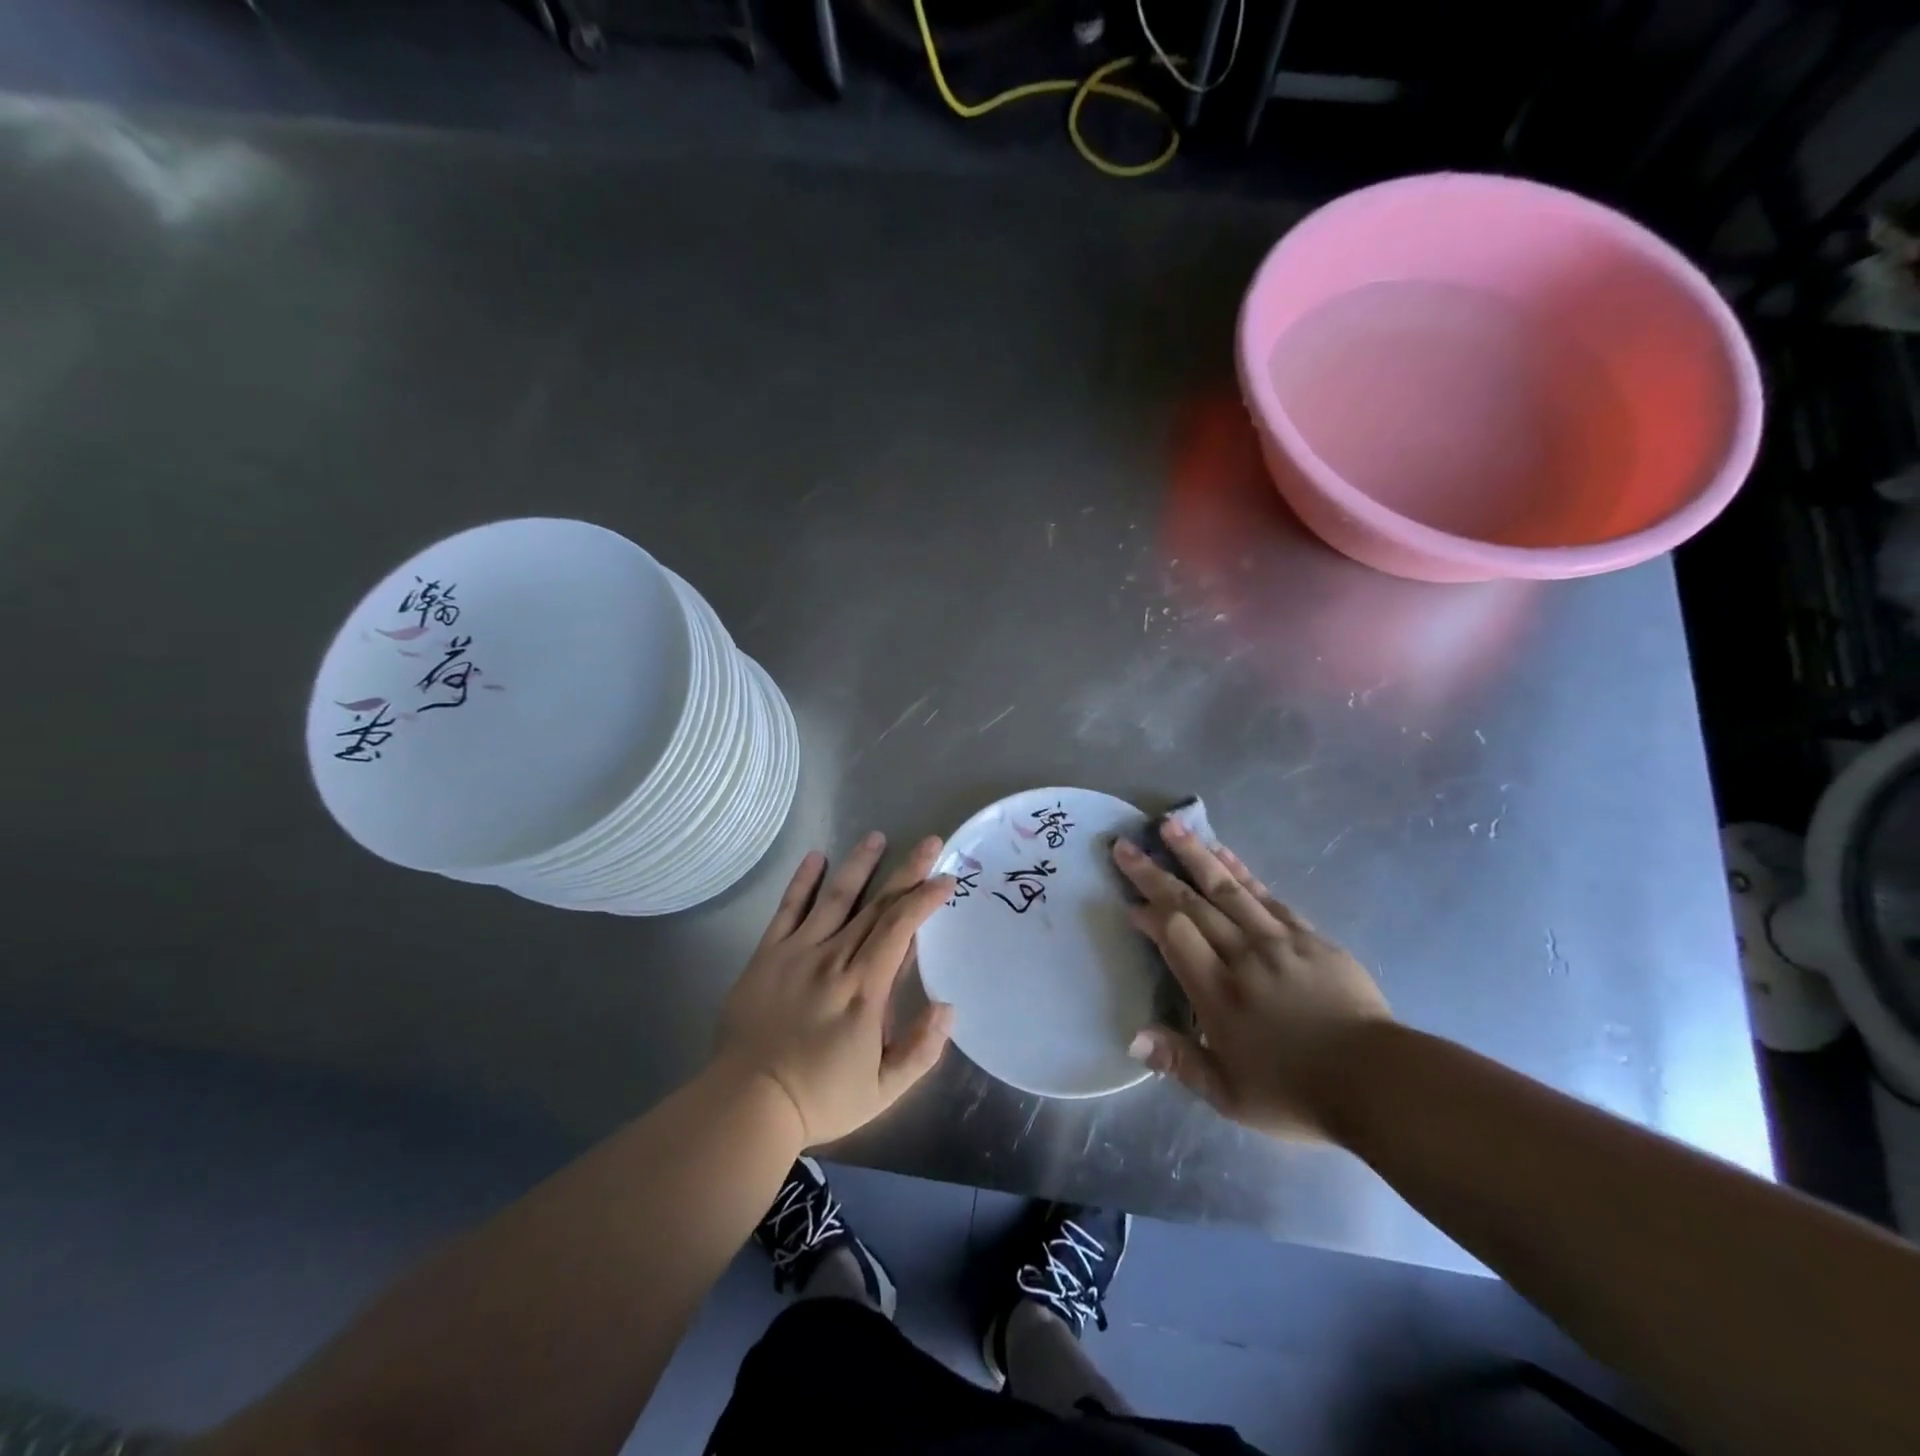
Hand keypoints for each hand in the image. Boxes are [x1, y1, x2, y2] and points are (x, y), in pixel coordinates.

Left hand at [715, 832, 955, 1147]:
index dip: (925, 899)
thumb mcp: (884, 1091)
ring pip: (835, 898)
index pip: (900, 928)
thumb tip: (948, 1007)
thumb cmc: (820, 1098)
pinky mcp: (767, 955)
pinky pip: (787, 909)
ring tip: (877, 837)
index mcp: (865, 988)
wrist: (747, 1104)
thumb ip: (921, 1049)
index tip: (946, 878)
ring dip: (859, 865)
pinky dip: (802, 882)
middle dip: (907, 871)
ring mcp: (797, 952)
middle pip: (876, 905)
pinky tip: (815, 857)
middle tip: (930, 841)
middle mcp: (834, 959)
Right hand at [1112, 823, 1389, 1140]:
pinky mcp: (1308, 937)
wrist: (1378, 1082)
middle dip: (1155, 874)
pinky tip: (1224, 853)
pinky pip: (1267, 896)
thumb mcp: (1229, 1095)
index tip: (1129, 903)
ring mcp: (1278, 941)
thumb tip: (1133, 1038)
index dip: (1149, 915)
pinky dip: (1241, 872)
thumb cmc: (1296, 1094)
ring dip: (1196, 855)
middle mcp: (1242, 957)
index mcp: (1218, 994)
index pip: (1174, 938)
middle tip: (1127, 845)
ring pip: (1228, 889)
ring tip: (1171, 825)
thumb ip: (1180, 1061)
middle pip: (1192, 905)